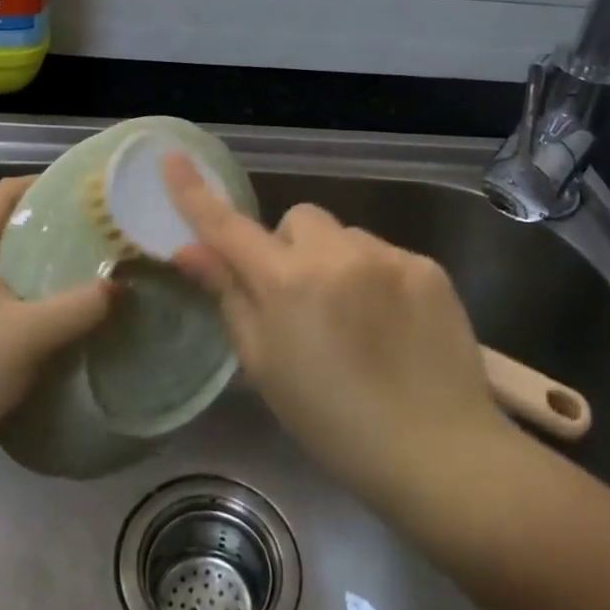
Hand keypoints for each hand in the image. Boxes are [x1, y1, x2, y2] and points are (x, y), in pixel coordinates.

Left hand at [0, 176, 111, 484]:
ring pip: (9, 263)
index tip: (94, 194)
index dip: (48, 184)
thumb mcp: (30, 337)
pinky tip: (70, 310)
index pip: (4, 192)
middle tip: (106, 232)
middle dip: (56, 225)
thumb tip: (123, 284)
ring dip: (49, 263)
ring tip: (97, 267)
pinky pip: (5, 295)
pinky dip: (37, 294)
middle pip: (8, 224)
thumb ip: (82, 305)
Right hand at [163, 153, 513, 511]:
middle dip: (291, 249)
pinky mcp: (427, 266)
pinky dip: (377, 277)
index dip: (195, 194)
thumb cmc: (332, 422)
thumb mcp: (265, 367)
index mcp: (287, 282)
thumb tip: (189, 250)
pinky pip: (385, 253)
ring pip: (344, 236)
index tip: (172, 157)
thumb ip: (229, 297)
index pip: (228, 227)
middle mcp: (335, 254)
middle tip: (301, 301)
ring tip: (356, 321)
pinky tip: (393, 324)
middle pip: (298, 221)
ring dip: (337, 262)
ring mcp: (387, 255)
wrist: (437, 452)